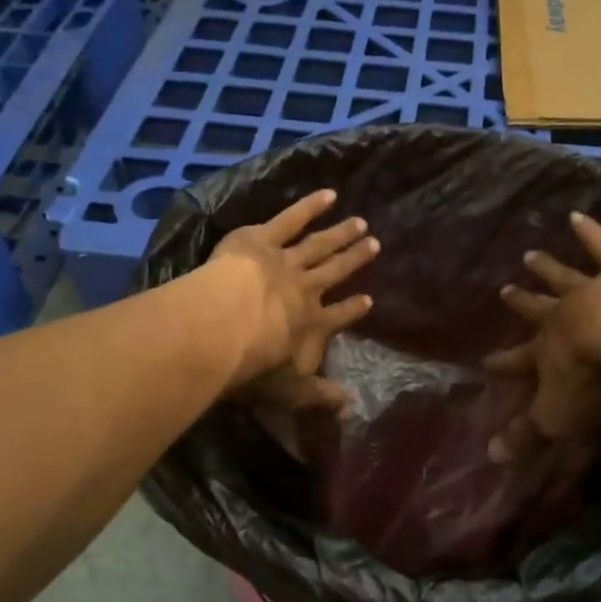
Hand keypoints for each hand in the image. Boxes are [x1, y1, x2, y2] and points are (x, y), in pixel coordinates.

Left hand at [208, 189, 378, 409]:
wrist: (226, 324)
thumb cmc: (254, 362)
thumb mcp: (288, 390)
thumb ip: (317, 396)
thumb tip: (350, 407)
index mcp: (312, 324)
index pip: (339, 316)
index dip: (354, 309)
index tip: (368, 300)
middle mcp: (306, 289)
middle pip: (334, 272)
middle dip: (354, 260)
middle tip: (375, 245)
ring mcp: (286, 260)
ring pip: (319, 245)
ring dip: (340, 234)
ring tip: (360, 223)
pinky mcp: (262, 238)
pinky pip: (290, 219)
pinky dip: (309, 206)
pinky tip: (328, 195)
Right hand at [485, 213, 600, 462]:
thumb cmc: (590, 374)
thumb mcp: (556, 414)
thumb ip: (528, 434)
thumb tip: (491, 457)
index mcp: (548, 351)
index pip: (518, 361)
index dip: (503, 364)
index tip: (485, 362)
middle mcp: (564, 315)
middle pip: (538, 309)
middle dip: (521, 303)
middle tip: (504, 290)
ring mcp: (592, 289)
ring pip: (564, 276)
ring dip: (547, 267)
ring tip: (531, 252)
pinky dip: (591, 233)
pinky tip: (579, 215)